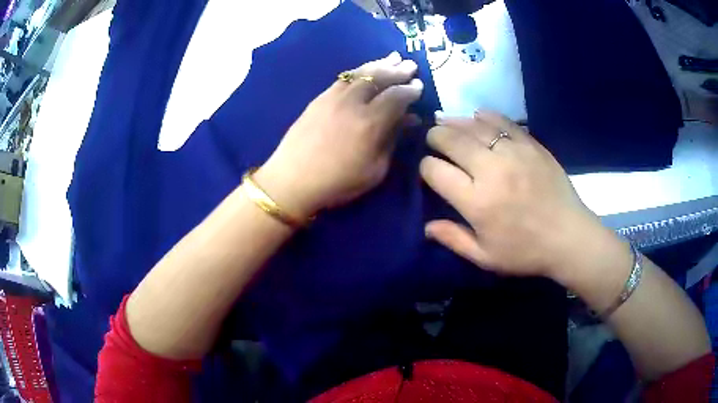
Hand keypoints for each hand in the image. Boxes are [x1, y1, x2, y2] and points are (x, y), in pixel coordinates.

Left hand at [256, 52, 423, 218]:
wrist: (292, 181)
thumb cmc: (338, 182)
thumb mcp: (375, 170)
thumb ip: (393, 139)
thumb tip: (409, 118)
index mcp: (371, 122)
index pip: (396, 96)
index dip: (411, 90)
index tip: (419, 86)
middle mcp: (353, 102)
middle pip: (379, 78)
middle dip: (398, 71)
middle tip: (410, 66)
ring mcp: (333, 97)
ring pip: (360, 73)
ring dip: (379, 65)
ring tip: (393, 59)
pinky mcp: (319, 98)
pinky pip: (343, 78)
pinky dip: (358, 71)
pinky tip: (365, 70)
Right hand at [420, 111, 605, 279]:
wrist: (569, 237)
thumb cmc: (525, 252)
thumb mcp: (486, 257)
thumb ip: (454, 239)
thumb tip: (426, 226)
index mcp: (476, 201)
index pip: (436, 171)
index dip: (425, 167)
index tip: (428, 169)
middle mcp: (491, 171)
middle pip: (452, 140)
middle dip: (436, 136)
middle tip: (432, 137)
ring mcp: (513, 153)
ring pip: (475, 126)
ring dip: (455, 122)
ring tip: (446, 121)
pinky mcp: (531, 145)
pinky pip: (503, 122)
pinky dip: (486, 116)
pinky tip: (478, 116)